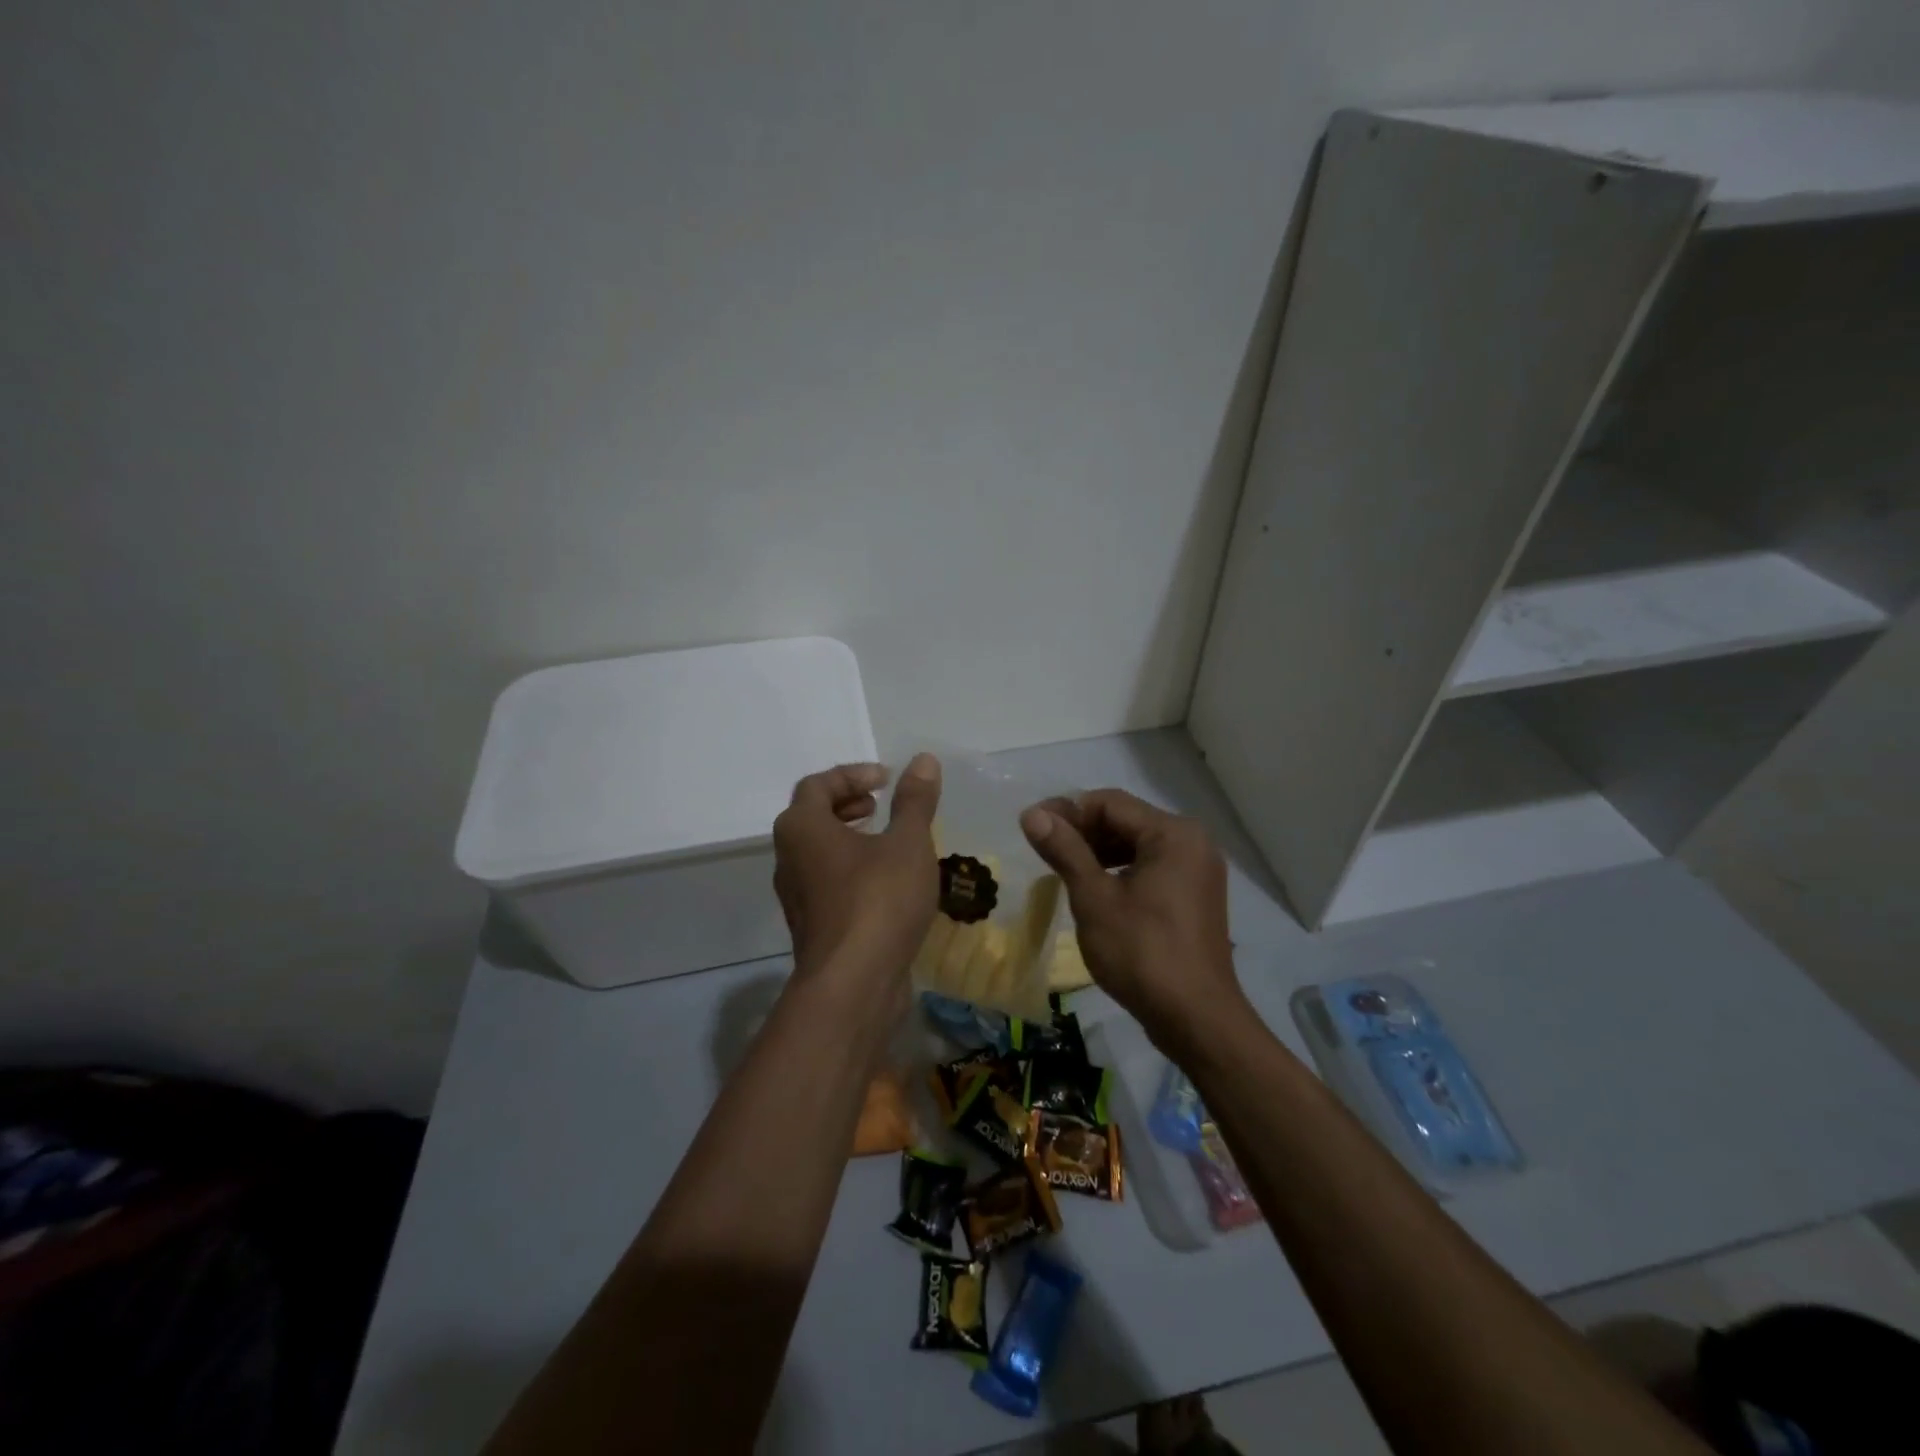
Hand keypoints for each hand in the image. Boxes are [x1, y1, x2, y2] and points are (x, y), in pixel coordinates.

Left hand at [773, 754, 941, 985]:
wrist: (854, 983)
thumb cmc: (879, 899)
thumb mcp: (907, 842)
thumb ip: (914, 800)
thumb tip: (924, 760)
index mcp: (801, 828)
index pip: (817, 784)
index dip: (853, 775)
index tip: (887, 780)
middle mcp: (788, 858)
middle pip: (811, 816)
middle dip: (847, 804)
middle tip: (880, 805)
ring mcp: (796, 896)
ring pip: (818, 853)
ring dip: (849, 838)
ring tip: (888, 841)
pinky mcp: (812, 927)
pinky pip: (827, 883)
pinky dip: (851, 869)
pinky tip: (887, 883)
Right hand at [1019, 788, 1244, 1050]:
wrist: (1196, 1019)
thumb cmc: (1141, 952)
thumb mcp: (1094, 898)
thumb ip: (1065, 850)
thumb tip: (1032, 813)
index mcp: (1173, 833)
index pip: (1109, 803)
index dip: (1067, 810)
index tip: (1031, 827)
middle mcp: (1192, 841)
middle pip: (1126, 820)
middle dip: (1083, 831)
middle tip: (1043, 849)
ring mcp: (1198, 870)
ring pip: (1137, 844)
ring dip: (1099, 851)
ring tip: (1062, 869)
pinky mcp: (1196, 895)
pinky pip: (1152, 867)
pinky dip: (1121, 871)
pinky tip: (1095, 890)